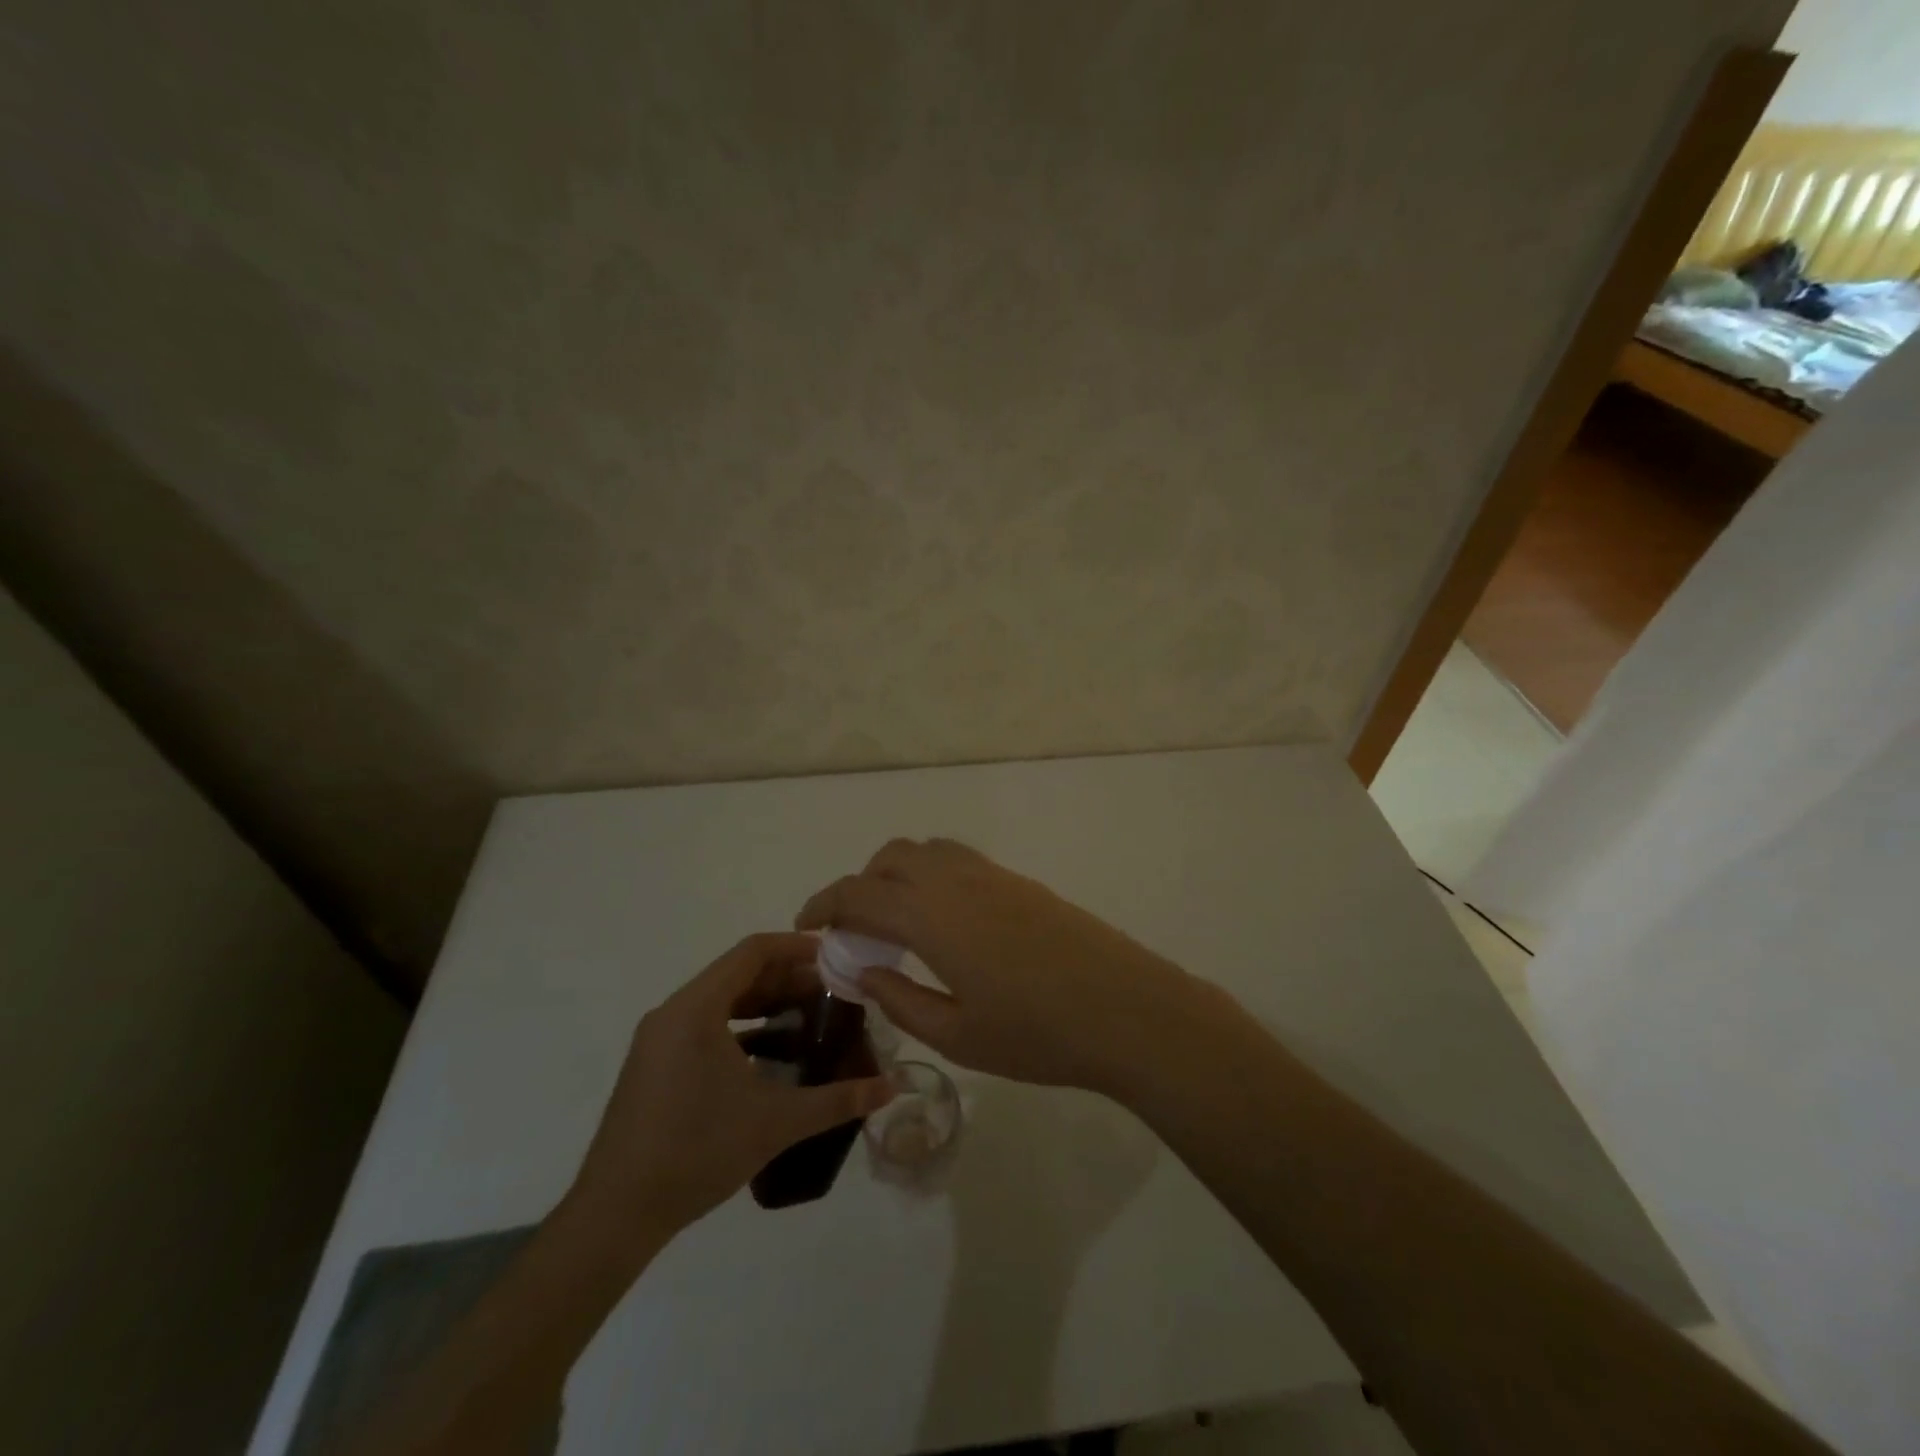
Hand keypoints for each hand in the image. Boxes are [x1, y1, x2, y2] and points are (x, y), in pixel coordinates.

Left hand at [563, 933, 894, 1246]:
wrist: (615, 1214)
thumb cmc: (696, 1152)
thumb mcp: (775, 1123)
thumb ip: (836, 1100)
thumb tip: (892, 1088)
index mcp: (696, 1009)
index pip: (752, 952)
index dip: (796, 947)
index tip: (834, 956)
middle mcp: (673, 1012)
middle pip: (737, 973)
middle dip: (787, 978)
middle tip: (832, 991)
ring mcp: (659, 1039)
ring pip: (721, 1000)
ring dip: (764, 1003)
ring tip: (809, 1018)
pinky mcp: (655, 1064)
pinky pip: (705, 1026)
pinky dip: (742, 1027)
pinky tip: (771, 1055)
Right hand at [796, 840, 1225, 1095]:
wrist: (1127, 1010)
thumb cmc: (1038, 1035)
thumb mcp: (957, 1034)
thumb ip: (901, 1000)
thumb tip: (862, 972)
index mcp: (931, 916)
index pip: (858, 893)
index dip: (823, 904)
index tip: (806, 927)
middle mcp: (956, 881)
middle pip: (890, 857)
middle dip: (860, 884)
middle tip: (855, 930)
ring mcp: (992, 875)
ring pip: (927, 850)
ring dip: (898, 873)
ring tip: (898, 921)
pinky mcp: (1020, 882)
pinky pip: (959, 859)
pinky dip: (932, 874)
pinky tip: (945, 920)